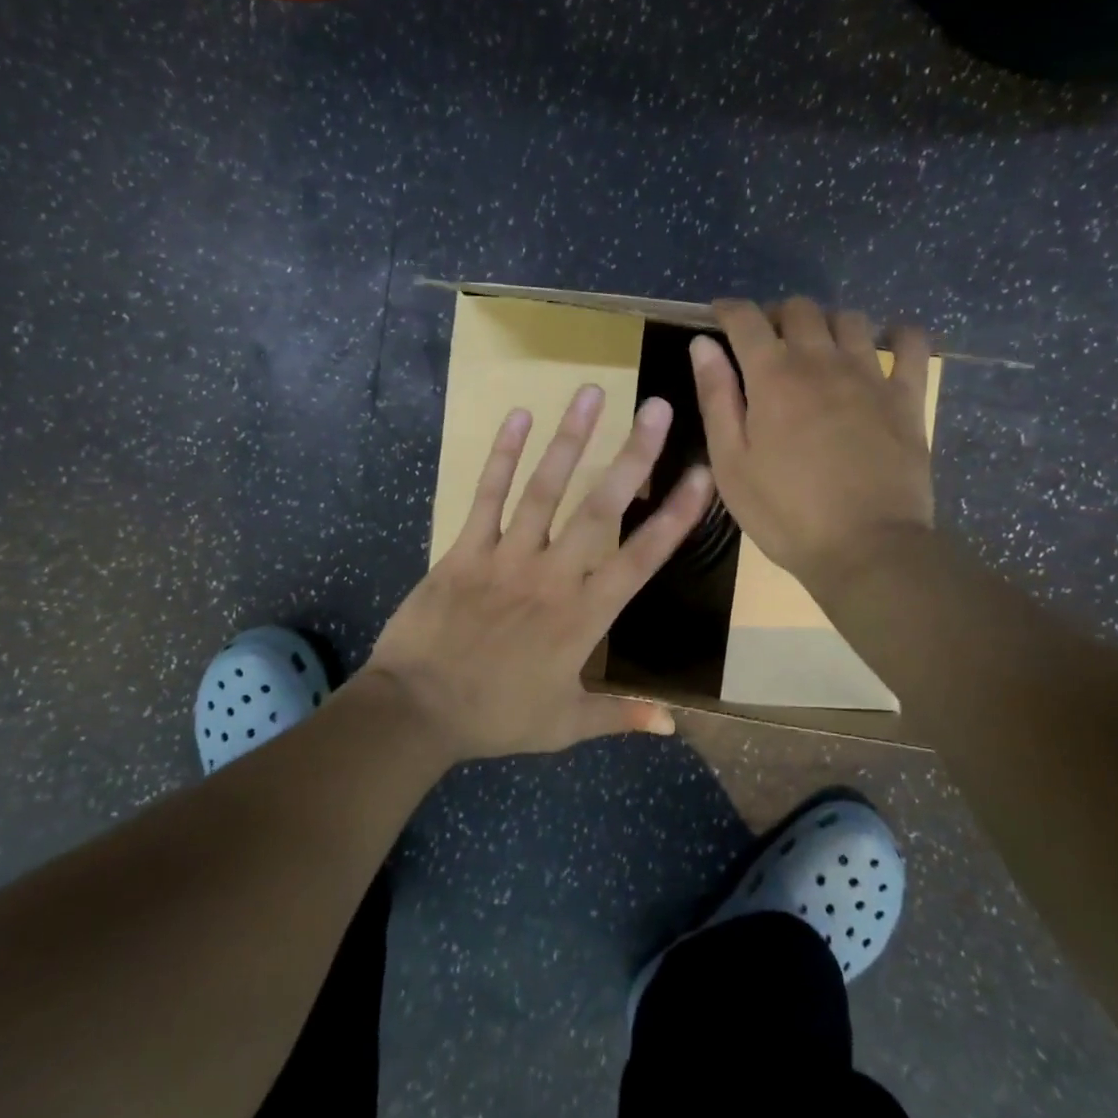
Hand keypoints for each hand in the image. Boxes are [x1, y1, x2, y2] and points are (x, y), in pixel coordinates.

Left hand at [367, 386, 715, 761]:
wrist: (416, 709)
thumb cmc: (495, 717)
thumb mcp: (564, 725)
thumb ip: (620, 716)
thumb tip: (673, 723)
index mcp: (583, 616)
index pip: (640, 559)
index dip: (674, 517)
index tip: (701, 476)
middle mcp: (552, 575)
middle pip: (599, 508)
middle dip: (632, 456)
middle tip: (657, 408)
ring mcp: (506, 556)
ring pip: (545, 489)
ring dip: (570, 439)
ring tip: (591, 393)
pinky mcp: (465, 549)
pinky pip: (487, 495)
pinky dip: (502, 456)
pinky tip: (518, 417)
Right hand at [691, 297, 934, 588]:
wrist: (865, 547)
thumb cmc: (784, 513)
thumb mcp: (731, 463)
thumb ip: (716, 398)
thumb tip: (703, 345)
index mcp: (773, 377)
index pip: (746, 320)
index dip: (728, 309)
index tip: (718, 314)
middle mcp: (822, 362)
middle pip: (800, 310)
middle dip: (776, 314)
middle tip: (766, 340)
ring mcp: (870, 376)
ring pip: (850, 319)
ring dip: (827, 322)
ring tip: (818, 347)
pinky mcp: (907, 397)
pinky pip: (911, 345)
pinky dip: (897, 335)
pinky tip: (886, 345)